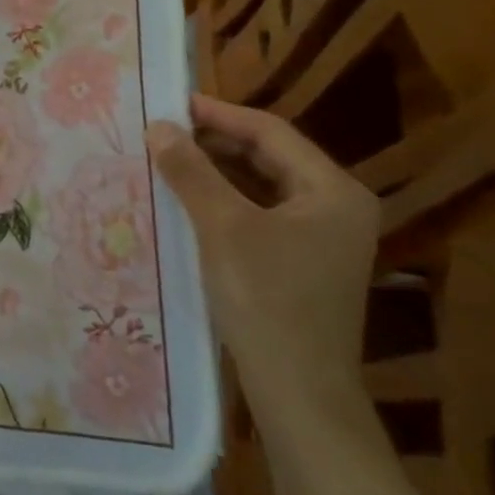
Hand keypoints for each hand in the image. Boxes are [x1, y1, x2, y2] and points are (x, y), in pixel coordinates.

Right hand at [145, 94, 378, 427]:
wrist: (299, 392)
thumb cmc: (267, 300)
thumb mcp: (222, 227)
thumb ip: (191, 171)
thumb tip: (159, 126)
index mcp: (333, 191)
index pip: (271, 132)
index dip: (219, 113)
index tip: (171, 103)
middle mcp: (336, 207)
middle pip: (269, 157)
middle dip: (215, 142)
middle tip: (163, 131)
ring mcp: (321, 238)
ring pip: (262, 185)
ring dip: (216, 170)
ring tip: (168, 158)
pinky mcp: (302, 262)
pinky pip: (259, 213)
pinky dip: (224, 200)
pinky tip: (187, 200)